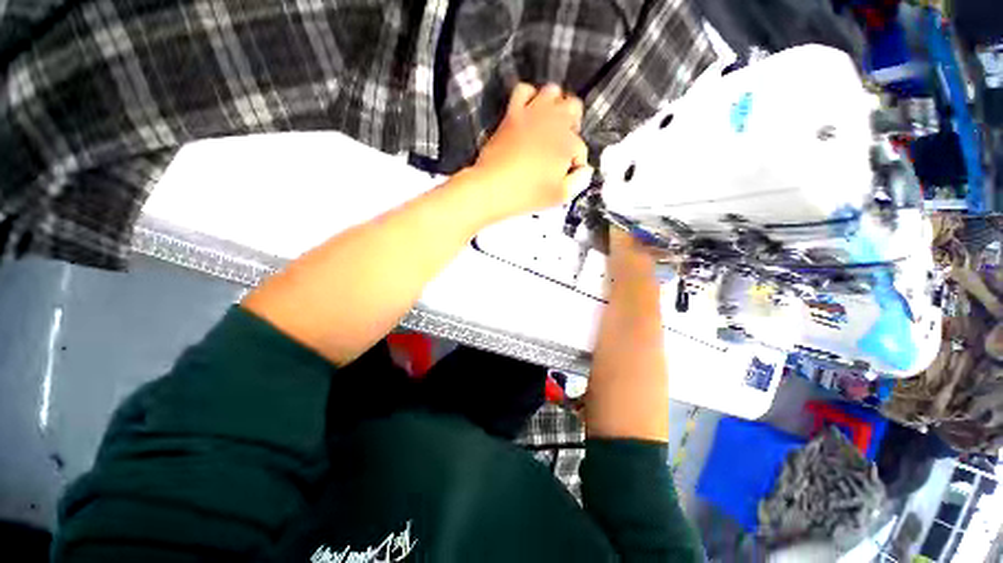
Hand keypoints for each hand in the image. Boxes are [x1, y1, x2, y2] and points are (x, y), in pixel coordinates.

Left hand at [467, 83, 591, 221]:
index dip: (575, 163)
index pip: (581, 149)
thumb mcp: (560, 196)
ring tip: (548, 125)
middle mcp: (554, 122)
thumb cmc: (528, 194)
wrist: (493, 187)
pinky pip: (523, 90)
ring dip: (555, 106)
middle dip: (573, 125)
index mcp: (568, 144)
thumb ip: (579, 181)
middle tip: (561, 146)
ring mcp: (532, 113)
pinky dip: (529, 97)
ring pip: (552, 91)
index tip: (565, 175)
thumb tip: (585, 170)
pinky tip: (529, 112)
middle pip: (574, 108)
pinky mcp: (513, 113)